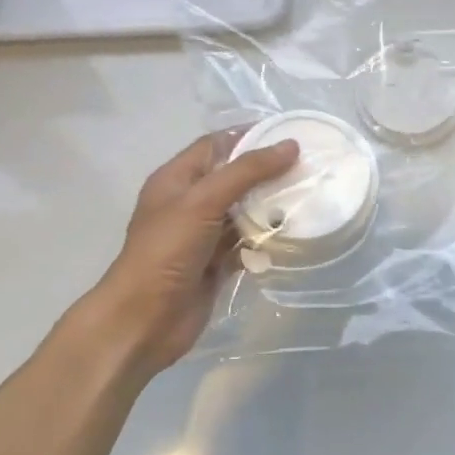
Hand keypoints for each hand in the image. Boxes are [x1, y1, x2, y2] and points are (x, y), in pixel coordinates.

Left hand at [68, 129, 299, 380]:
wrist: (144, 321)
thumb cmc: (166, 252)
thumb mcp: (204, 201)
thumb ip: (247, 172)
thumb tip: (290, 145)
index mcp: (176, 180)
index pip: (216, 145)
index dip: (250, 136)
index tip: (289, 133)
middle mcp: (190, 202)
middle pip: (235, 177)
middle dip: (268, 171)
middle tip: (309, 165)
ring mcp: (203, 234)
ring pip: (245, 210)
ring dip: (272, 205)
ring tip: (310, 194)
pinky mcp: (217, 263)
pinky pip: (248, 242)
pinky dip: (268, 237)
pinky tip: (295, 232)